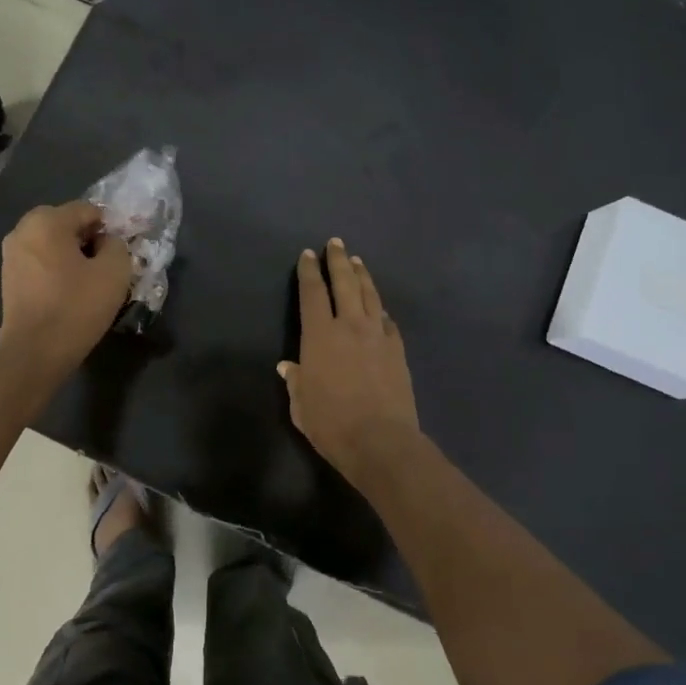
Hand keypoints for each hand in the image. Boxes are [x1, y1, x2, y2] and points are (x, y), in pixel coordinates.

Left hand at [0, 202, 131, 373]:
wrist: (35, 353)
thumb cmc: (76, 307)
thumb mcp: (114, 271)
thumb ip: (117, 245)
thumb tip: (106, 242)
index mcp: (46, 221)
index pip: (88, 210)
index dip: (109, 228)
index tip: (119, 253)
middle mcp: (22, 230)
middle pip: (67, 224)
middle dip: (89, 240)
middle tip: (106, 267)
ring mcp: (11, 255)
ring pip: (53, 244)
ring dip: (73, 256)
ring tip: (90, 282)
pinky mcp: (9, 278)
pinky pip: (41, 262)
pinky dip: (57, 270)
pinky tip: (70, 293)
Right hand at [279, 238, 422, 483]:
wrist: (381, 441)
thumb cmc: (331, 424)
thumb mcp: (301, 406)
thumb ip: (295, 381)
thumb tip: (288, 366)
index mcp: (319, 335)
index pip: (312, 293)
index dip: (309, 271)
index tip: (307, 255)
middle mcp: (349, 326)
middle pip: (345, 283)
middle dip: (338, 260)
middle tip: (336, 243)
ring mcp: (377, 335)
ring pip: (370, 295)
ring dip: (362, 276)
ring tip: (357, 262)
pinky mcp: (397, 350)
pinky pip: (388, 321)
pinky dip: (380, 309)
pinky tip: (379, 308)